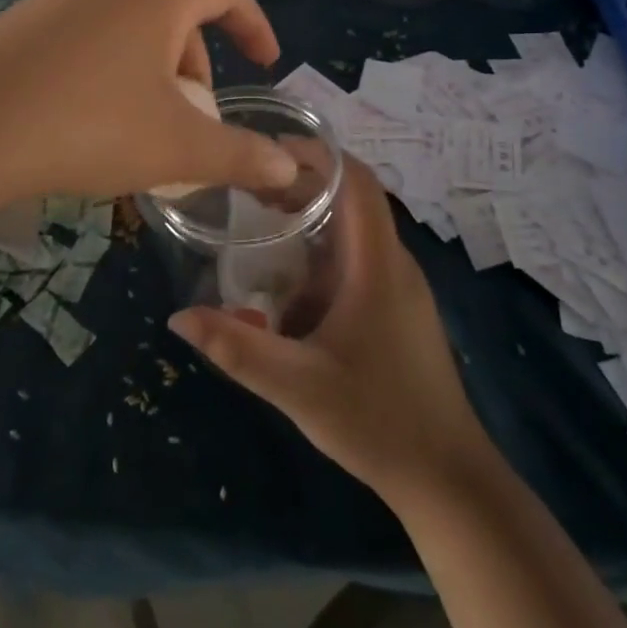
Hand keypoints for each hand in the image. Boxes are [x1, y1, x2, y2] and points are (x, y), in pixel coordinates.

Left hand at [0, 0, 299, 209]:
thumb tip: (290, 170)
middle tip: (193, 118)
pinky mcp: (20, 22)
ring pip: (129, 27)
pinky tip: (85, 120)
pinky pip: (86, 37)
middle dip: (196, 64)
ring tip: (140, 128)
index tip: (265, 63)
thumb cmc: (85, 126)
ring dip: (151, 71)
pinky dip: (108, 70)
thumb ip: (241, 155)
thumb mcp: (176, 147)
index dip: (254, 25)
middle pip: (175, 11)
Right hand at [169, 159, 489, 508]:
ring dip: (312, 219)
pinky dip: (322, 252)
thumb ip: (238, 349)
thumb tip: (178, 317)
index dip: (319, 154)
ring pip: (355, 231)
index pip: (357, 181)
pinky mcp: (398, 310)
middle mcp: (394, 264)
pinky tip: (288, 282)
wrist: (448, 479)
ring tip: (261, 220)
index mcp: (378, 265)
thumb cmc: (378, 421)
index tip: (271, 148)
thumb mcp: (298, 387)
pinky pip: (358, 260)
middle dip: (303, 184)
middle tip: (250, 186)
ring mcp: (401, 288)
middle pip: (353, 199)